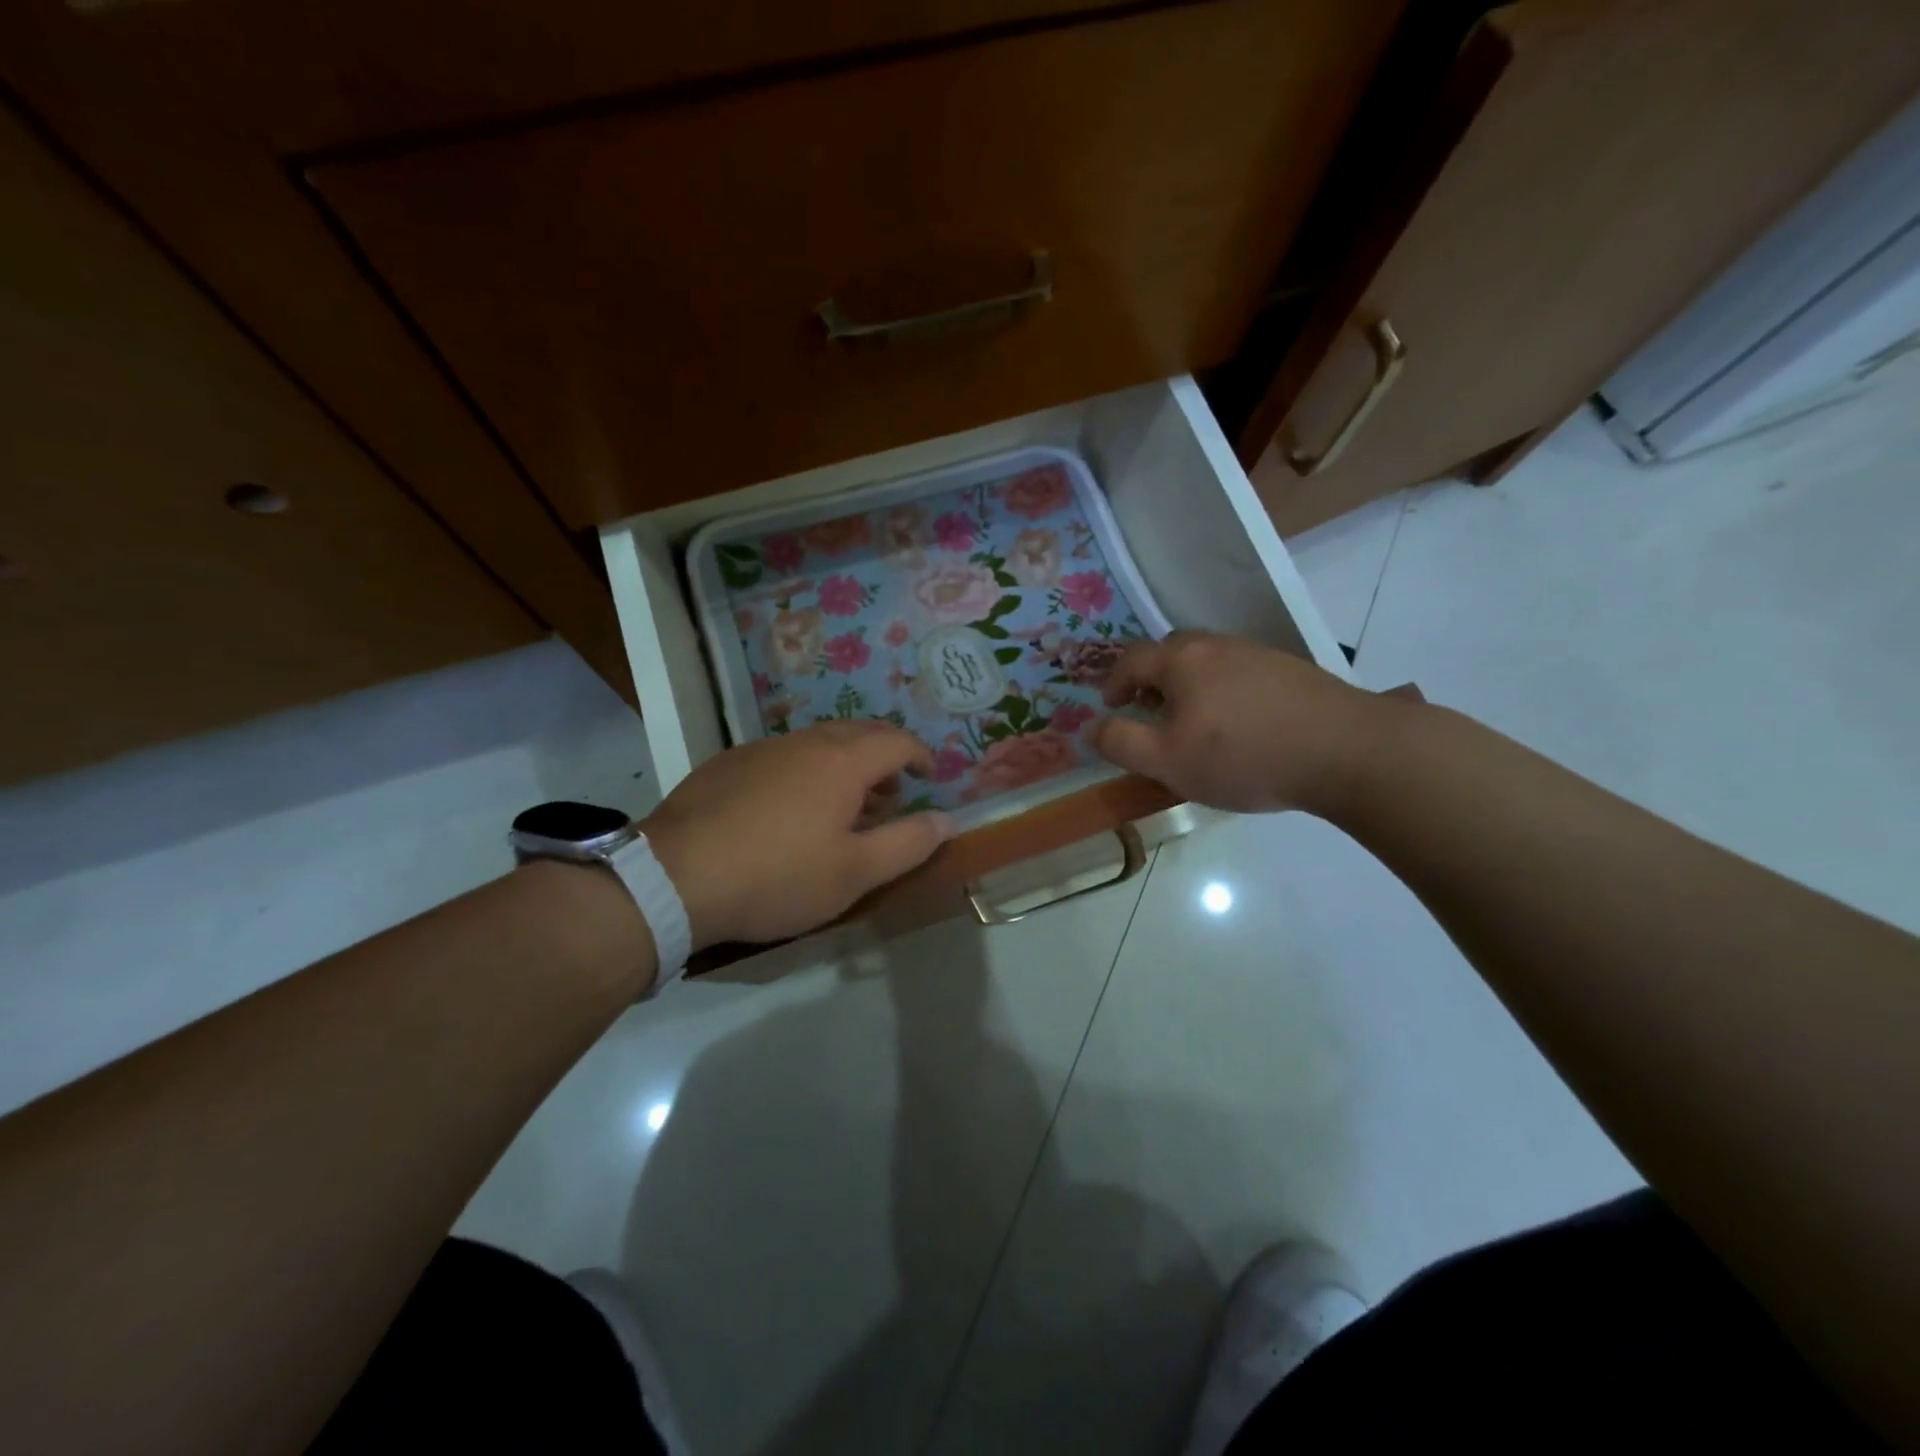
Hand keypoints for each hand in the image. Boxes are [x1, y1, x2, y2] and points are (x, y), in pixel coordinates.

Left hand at [640, 722, 952, 949]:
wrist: (673, 879)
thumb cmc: (777, 877)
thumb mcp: (854, 873)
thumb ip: (908, 844)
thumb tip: (947, 821)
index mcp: (840, 761)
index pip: (895, 741)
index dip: (919, 755)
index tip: (928, 777)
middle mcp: (802, 743)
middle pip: (856, 733)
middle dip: (882, 756)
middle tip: (890, 793)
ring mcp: (759, 750)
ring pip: (815, 743)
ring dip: (842, 764)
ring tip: (843, 806)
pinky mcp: (726, 765)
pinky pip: (781, 757)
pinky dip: (804, 772)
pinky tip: (788, 811)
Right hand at [1090, 631, 1393, 816]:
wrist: (1345, 750)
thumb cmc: (1242, 756)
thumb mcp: (1167, 760)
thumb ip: (1121, 743)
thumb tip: (1094, 727)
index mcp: (1181, 660)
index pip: (1132, 660)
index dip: (1114, 682)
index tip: (1111, 707)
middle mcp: (1217, 645)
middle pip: (1171, 651)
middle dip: (1151, 677)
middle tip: (1148, 709)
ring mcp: (1258, 654)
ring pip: (1208, 661)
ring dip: (1188, 684)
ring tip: (1192, 720)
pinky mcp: (1290, 670)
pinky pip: (1240, 673)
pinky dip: (1223, 690)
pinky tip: (1238, 723)